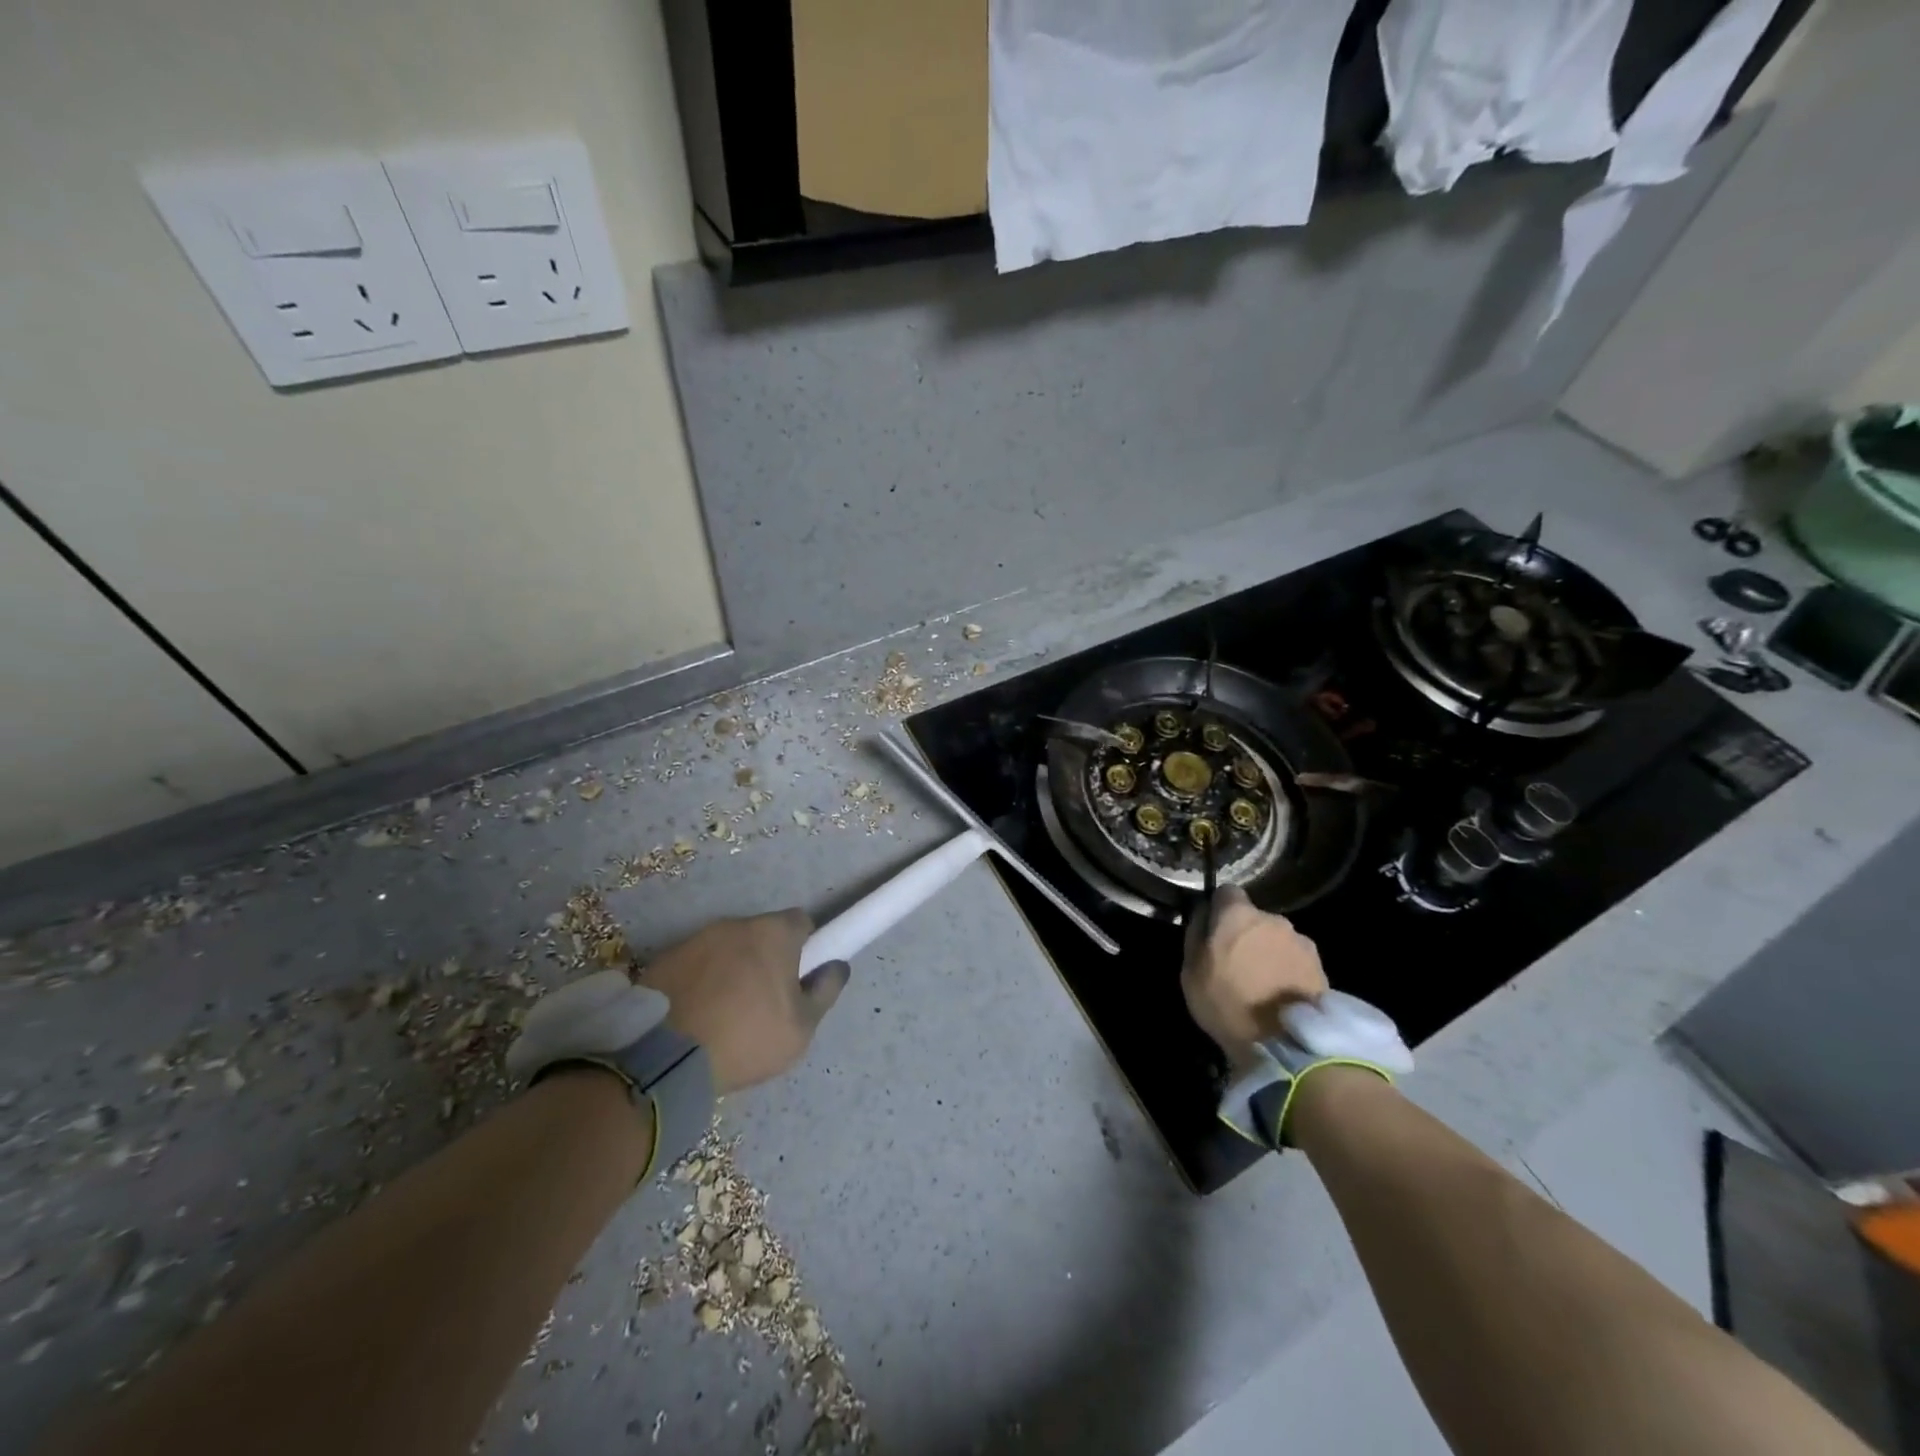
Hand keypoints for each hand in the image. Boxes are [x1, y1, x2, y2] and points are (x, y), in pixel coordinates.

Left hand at [638, 910, 848, 1093]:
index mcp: (773, 933)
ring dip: (731, 969)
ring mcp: (695, 939)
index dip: (806, 946)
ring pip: (726, 948)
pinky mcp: (664, 959)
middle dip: (766, 958)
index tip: (800, 976)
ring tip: (725, 1012)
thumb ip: (825, 991)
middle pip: (761, 934)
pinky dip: (700, 981)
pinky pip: (694, 964)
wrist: (662, 1058)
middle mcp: (735, 924)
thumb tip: (837, 966)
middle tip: (764, 1000)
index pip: (801, 922)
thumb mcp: (801, 1028)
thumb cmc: (745, 1038)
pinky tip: (696, 1014)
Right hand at [1181, 886, 1327, 1066]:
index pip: (1227, 892)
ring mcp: (1301, 942)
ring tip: (1263, 984)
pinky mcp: (1321, 967)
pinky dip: (1288, 970)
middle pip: (1255, 918)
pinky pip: (1296, 960)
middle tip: (1237, 963)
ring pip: (1278, 939)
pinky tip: (1281, 995)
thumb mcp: (1190, 971)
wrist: (1283, 1044)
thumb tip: (1203, 914)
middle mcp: (1273, 919)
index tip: (1214, 930)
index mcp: (1238, 914)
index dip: (1219, 909)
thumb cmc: (1225, 1003)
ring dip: (1269, 952)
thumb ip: (1196, 934)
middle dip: (1246, 933)